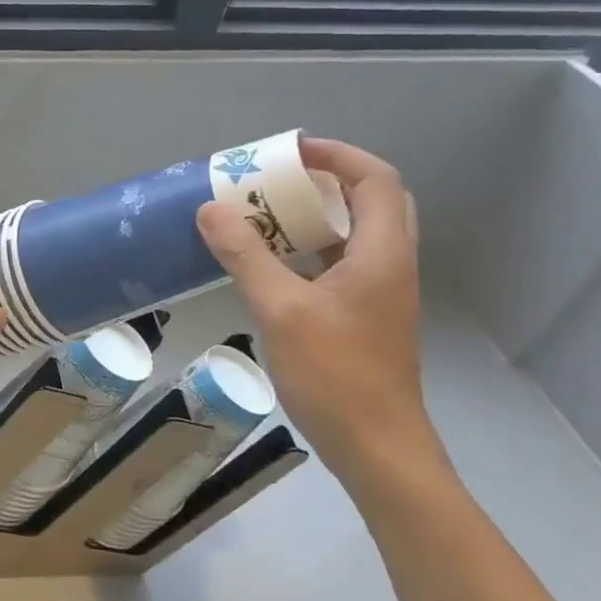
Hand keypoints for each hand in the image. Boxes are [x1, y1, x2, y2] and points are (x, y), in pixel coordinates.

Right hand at [196, 138, 447, 499]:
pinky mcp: (363, 315)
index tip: (287, 151)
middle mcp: (389, 265)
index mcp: (382, 254)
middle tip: (276, 178)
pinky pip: (339, 262)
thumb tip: (211, 209)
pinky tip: (270, 260)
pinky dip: (308, 248)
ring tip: (264, 211)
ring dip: (314, 214)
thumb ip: (246, 255)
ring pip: (354, 233)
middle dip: (324, 180)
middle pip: (370, 200)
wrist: (377, 449)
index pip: (375, 179)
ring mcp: (378, 293)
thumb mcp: (281, 309)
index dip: (336, 155)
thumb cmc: (336, 375)